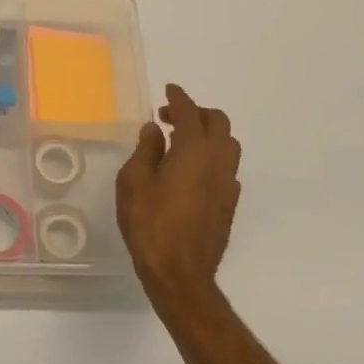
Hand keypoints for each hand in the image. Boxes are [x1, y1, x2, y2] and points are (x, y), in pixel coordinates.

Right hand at [115, 83, 241, 306]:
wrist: (180, 273)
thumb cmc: (150, 223)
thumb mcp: (134, 181)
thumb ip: (146, 150)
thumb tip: (156, 130)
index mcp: (194, 150)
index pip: (189, 111)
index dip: (178, 97)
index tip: (169, 89)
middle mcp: (218, 160)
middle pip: (218, 122)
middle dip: (196, 112)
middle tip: (170, 117)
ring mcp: (228, 183)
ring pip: (228, 144)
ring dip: (208, 134)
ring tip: (182, 142)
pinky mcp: (230, 203)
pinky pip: (226, 167)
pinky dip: (212, 156)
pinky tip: (192, 170)